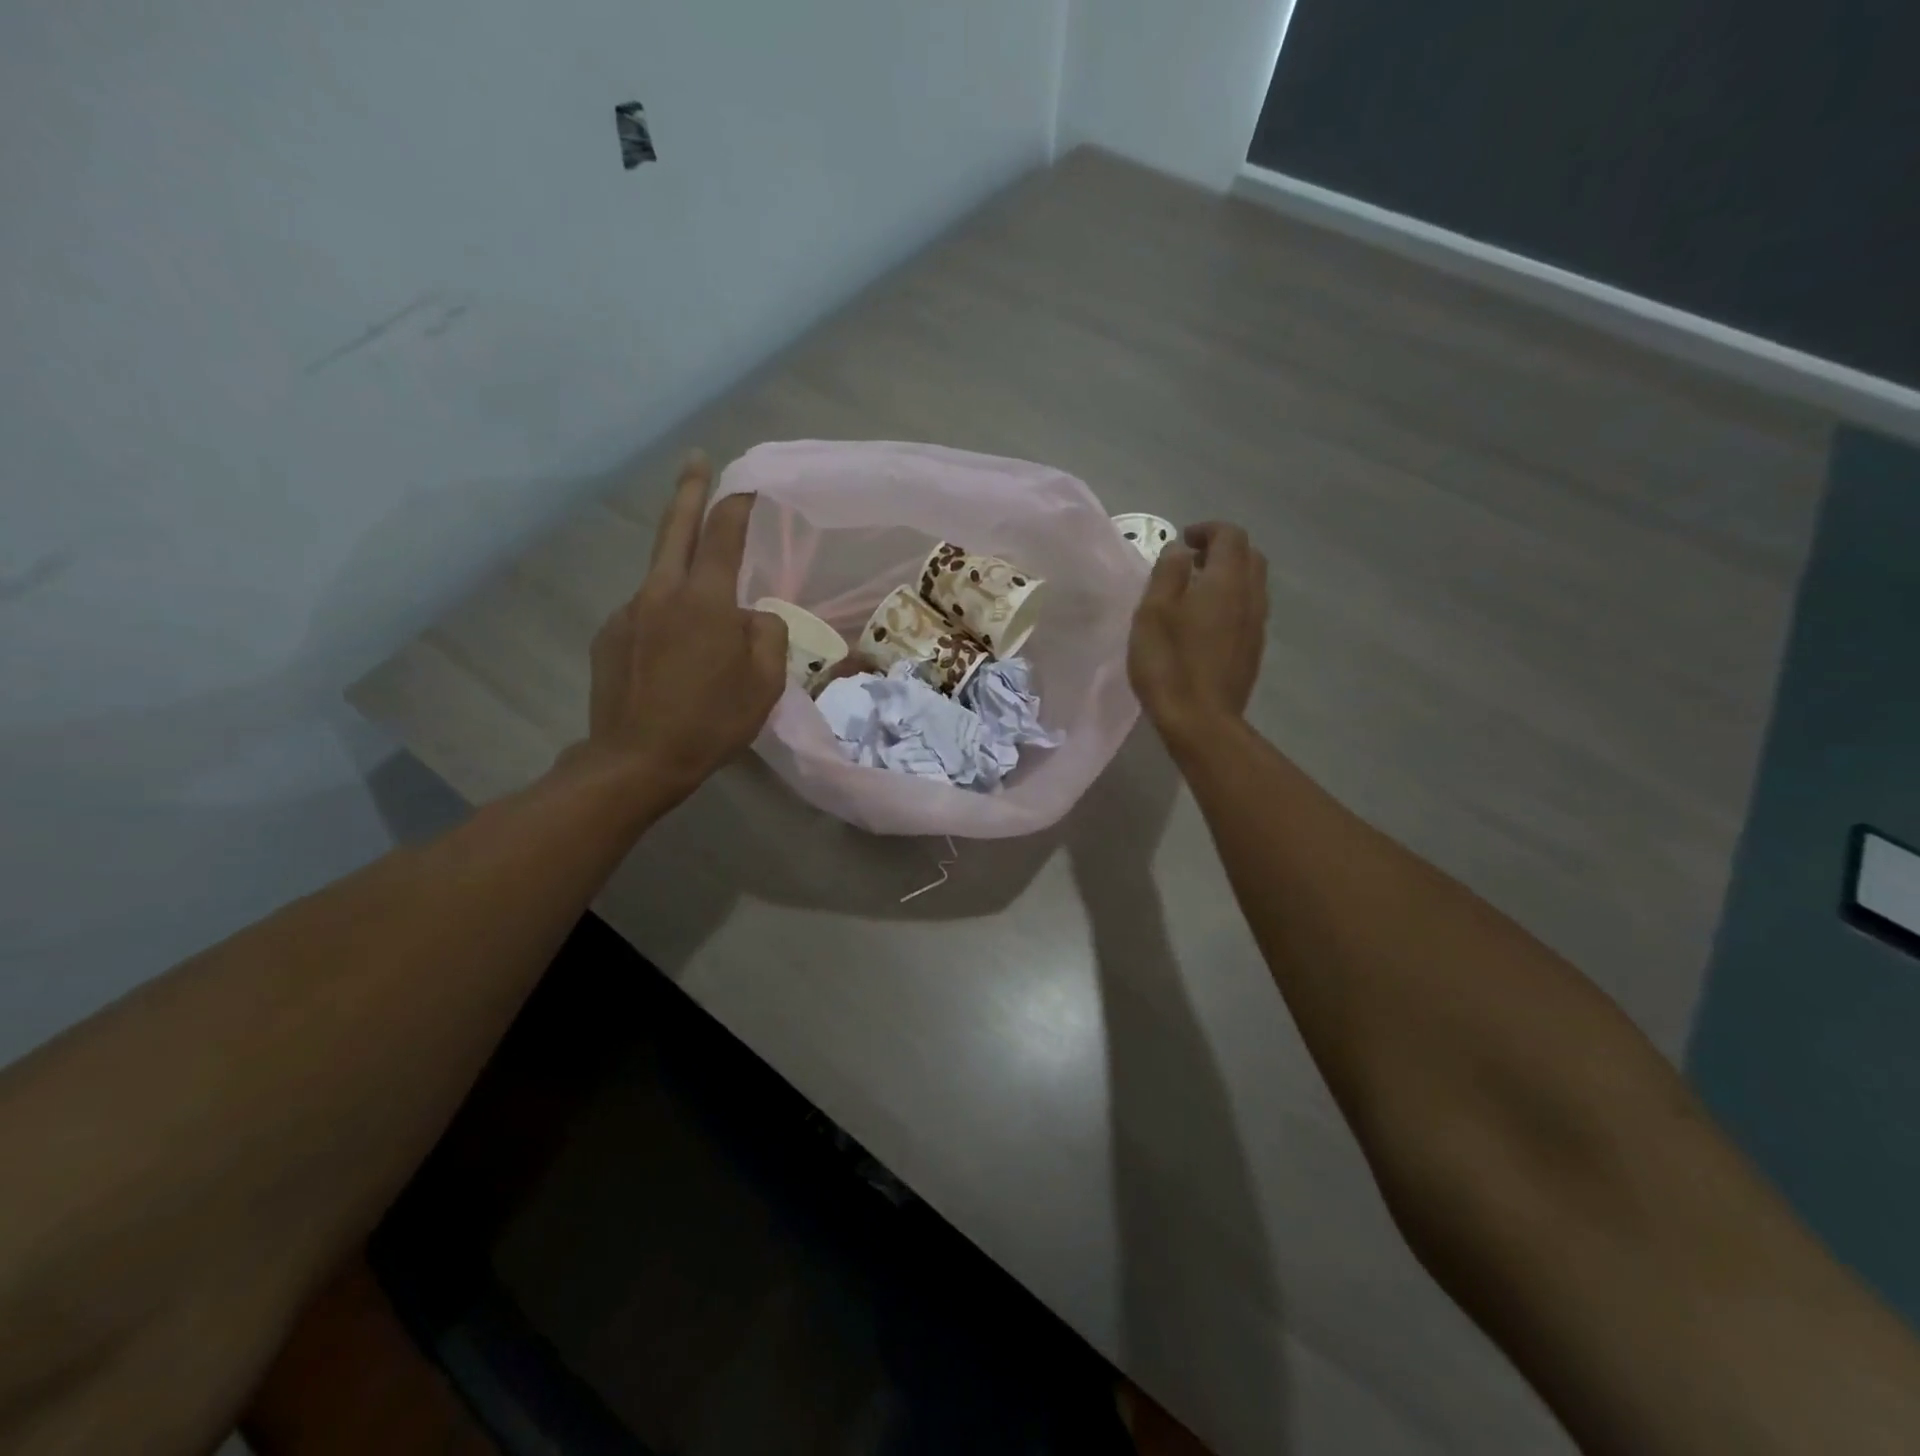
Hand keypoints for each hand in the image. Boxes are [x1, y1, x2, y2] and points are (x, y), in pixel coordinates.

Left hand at [576, 451, 787, 807]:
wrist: (636, 760)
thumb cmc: (712, 722)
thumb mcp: (764, 683)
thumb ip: (767, 635)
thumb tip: (753, 615)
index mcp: (704, 601)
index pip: (722, 535)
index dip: (737, 505)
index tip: (749, 486)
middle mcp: (660, 593)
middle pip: (674, 528)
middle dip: (689, 490)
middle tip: (697, 460)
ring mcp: (628, 612)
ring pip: (661, 578)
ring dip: (682, 574)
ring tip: (704, 619)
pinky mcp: (609, 636)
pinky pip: (646, 614)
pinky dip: (665, 620)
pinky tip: (674, 657)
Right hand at [1127, 522, 1267, 755]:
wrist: (1201, 721)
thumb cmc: (1169, 663)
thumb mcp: (1153, 612)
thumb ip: (1168, 573)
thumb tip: (1180, 550)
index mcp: (1226, 581)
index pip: (1230, 536)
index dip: (1208, 530)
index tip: (1183, 540)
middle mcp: (1250, 596)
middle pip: (1249, 556)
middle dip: (1223, 549)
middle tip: (1191, 561)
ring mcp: (1257, 625)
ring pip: (1253, 583)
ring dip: (1229, 575)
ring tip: (1196, 590)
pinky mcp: (1254, 650)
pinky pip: (1249, 609)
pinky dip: (1232, 600)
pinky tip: (1205, 621)